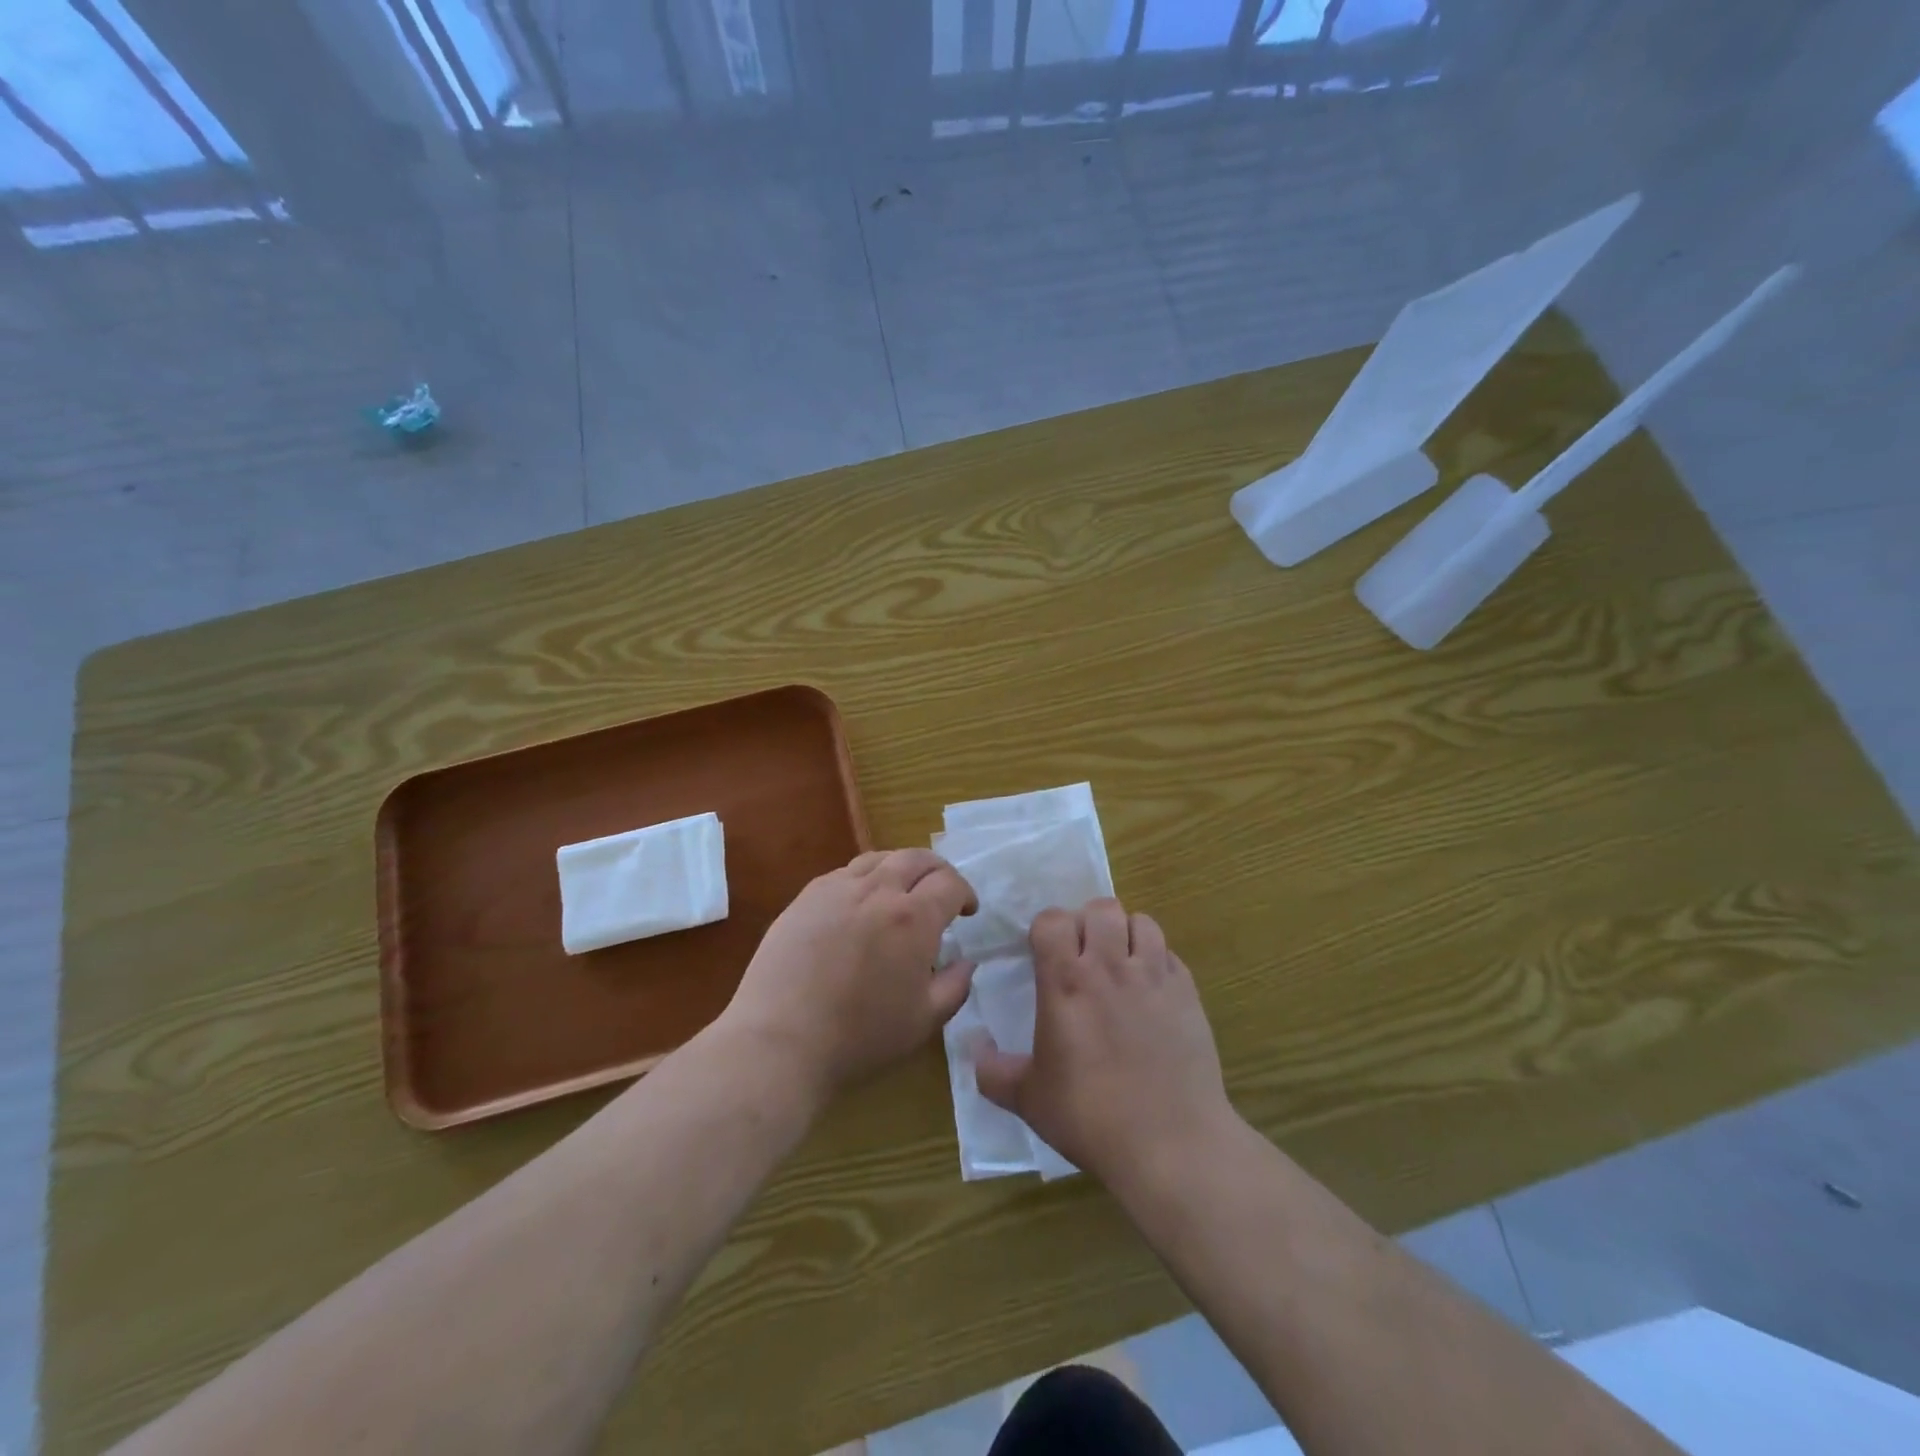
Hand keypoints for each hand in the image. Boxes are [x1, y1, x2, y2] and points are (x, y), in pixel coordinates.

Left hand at [720, 849, 977, 1100]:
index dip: (965, 893)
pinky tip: (859, 904)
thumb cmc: (860, 1037)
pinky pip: (844, 873)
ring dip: (900, 868)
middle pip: (916, 858)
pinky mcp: (805, 898)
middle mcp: (877, 891)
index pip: (949, 883)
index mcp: (913, 918)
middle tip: (941, 891)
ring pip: (878, 858)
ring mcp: (836, 889)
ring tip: (901, 891)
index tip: (967, 911)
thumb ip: (955, 986)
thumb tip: (965, 961)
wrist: (780, 1041)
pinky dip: (865, 878)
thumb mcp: (924, 1021)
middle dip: (937, 870)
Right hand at [974, 898, 1232, 1189]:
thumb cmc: (1091, 1117)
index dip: (1046, 929)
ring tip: (1121, 963)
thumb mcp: (1028, 1099)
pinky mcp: (1188, 993)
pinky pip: (1170, 954)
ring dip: (1126, 934)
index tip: (1045, 954)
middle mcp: (1110, 967)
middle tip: (1084, 955)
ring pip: (1141, 922)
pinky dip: (1157, 960)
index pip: (1053, 920)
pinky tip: (1151, 991)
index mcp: (1066, 982)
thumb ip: (993, 1070)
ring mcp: (1154, 976)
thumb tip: (973, 1046)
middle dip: (1088, 923)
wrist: (1172, 1144)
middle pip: (1101, 908)